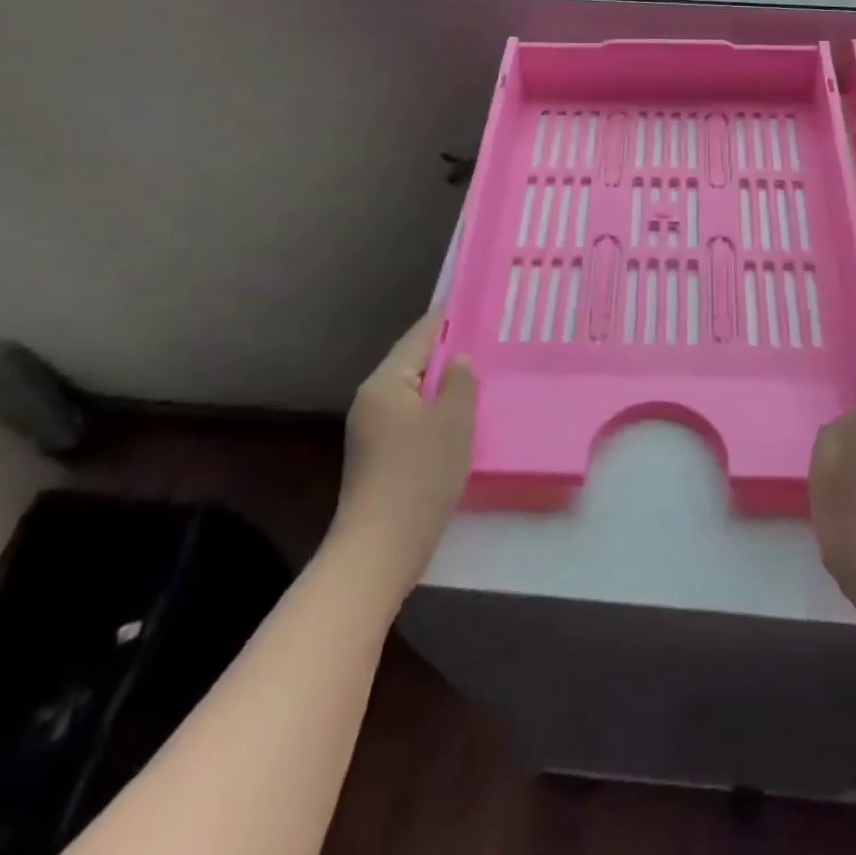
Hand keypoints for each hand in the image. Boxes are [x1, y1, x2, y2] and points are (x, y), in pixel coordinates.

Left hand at [333, 312, 476, 594]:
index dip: (447, 318)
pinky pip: (410, 416)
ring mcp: (370, 429)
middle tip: (486, 342)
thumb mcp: (454, 422)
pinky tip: (458, 420)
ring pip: (413, 391)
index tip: (473, 304)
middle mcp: (372, 399)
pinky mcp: (376, 455)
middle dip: (448, 352)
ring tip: (478, 377)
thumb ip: (461, 381)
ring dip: (442, 384)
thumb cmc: (419, 477)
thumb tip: (459, 360)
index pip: (420, 336)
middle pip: (413, 362)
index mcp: (386, 382)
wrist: (378, 551)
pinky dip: (433, 410)